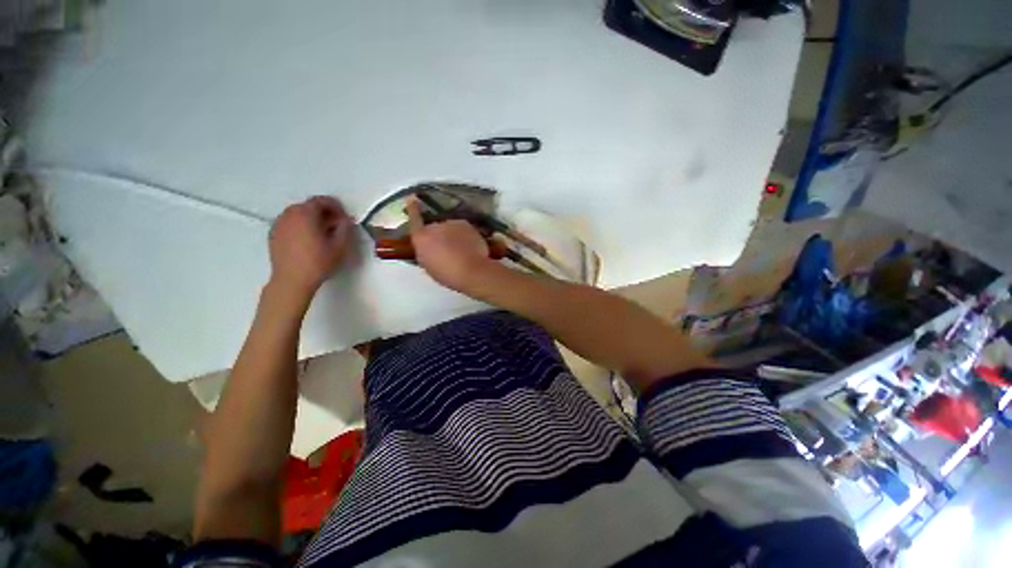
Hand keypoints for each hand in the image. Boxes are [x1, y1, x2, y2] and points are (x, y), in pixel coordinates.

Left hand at [268, 196, 354, 302]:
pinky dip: (301, 225)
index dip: (336, 206)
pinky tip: (308, 239)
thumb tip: (347, 220)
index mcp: (305, 214)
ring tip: (322, 233)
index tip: (345, 217)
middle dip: (324, 212)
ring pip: (298, 214)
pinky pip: (290, 223)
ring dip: (312, 218)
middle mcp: (289, 214)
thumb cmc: (318, 262)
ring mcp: (279, 224)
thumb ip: (345, 229)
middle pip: (308, 206)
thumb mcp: (340, 246)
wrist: (292, 281)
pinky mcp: (273, 234)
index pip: (321, 201)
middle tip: (336, 225)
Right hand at [406, 200, 496, 292]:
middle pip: (434, 226)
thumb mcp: (428, 266)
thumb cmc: (447, 274)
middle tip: (446, 250)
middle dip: (439, 235)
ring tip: (459, 252)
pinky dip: (465, 237)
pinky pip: (463, 230)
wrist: (471, 270)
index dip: (413, 209)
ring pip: (450, 228)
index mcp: (421, 237)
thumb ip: (426, 252)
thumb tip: (429, 248)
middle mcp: (435, 225)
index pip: (414, 219)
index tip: (412, 199)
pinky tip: (469, 249)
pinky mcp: (467, 225)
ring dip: (453, 236)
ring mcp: (452, 223)